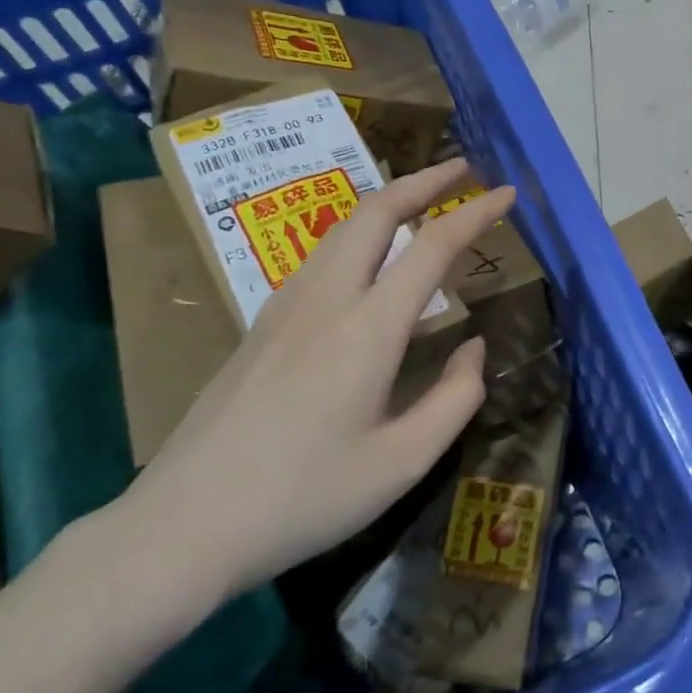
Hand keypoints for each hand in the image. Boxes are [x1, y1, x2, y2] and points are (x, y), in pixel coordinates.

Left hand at [117, 159, 515, 611]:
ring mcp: (285, 307)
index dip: (475, 212)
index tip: (507, 193)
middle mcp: (326, 300)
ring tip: (421, 199)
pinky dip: (359, 232)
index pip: (433, 247)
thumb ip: (454, 399)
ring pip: (343, 228)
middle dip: (424, 180)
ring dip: (388, 202)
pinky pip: (321, 256)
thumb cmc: (303, 499)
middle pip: (376, 212)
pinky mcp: (261, 324)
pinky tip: (368, 257)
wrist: (184, 524)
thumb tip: (474, 347)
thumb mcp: (401, 465)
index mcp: (368, 330)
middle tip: (462, 168)